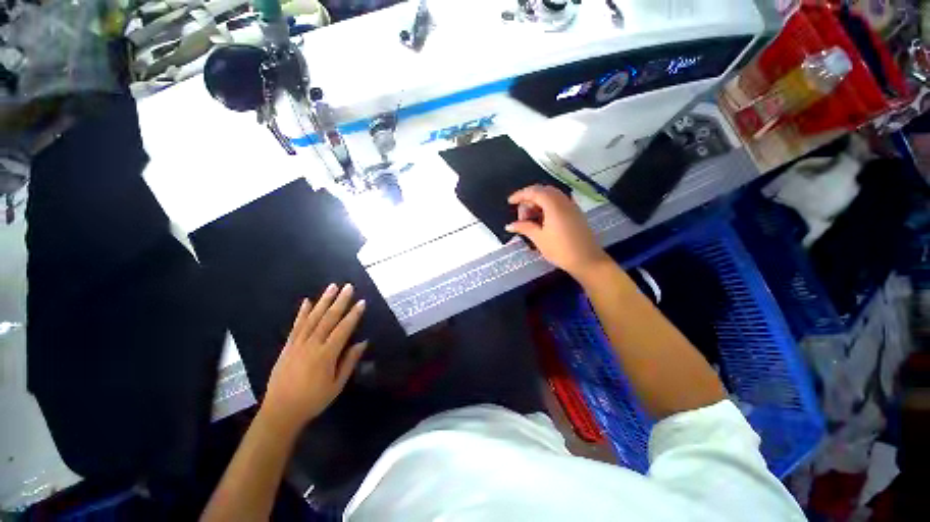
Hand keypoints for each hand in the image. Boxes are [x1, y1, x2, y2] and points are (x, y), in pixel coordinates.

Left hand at [262, 283, 367, 432]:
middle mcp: (312, 345)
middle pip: (328, 319)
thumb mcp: (337, 385)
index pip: (343, 329)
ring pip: (313, 318)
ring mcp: (297, 344)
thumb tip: (363, 343)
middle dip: (340, 301)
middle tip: (348, 287)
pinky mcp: (287, 347)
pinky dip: (301, 313)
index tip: (361, 302)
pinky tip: (307, 302)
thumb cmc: (313, 400)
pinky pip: (296, 326)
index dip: (353, 315)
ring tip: (332, 287)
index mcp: (326, 355)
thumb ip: (349, 362)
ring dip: (323, 301)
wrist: (280, 412)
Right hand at [506, 185, 610, 279]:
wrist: (587, 260)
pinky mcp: (575, 213)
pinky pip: (558, 202)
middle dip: (529, 199)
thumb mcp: (539, 238)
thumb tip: (509, 225)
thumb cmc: (560, 249)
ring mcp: (571, 206)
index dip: (520, 195)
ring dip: (538, 203)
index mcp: (553, 205)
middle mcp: (563, 201)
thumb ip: (524, 228)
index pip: (534, 192)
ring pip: (551, 196)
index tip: (510, 202)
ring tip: (530, 220)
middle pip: (543, 191)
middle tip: (521, 216)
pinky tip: (542, 220)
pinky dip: (547, 206)